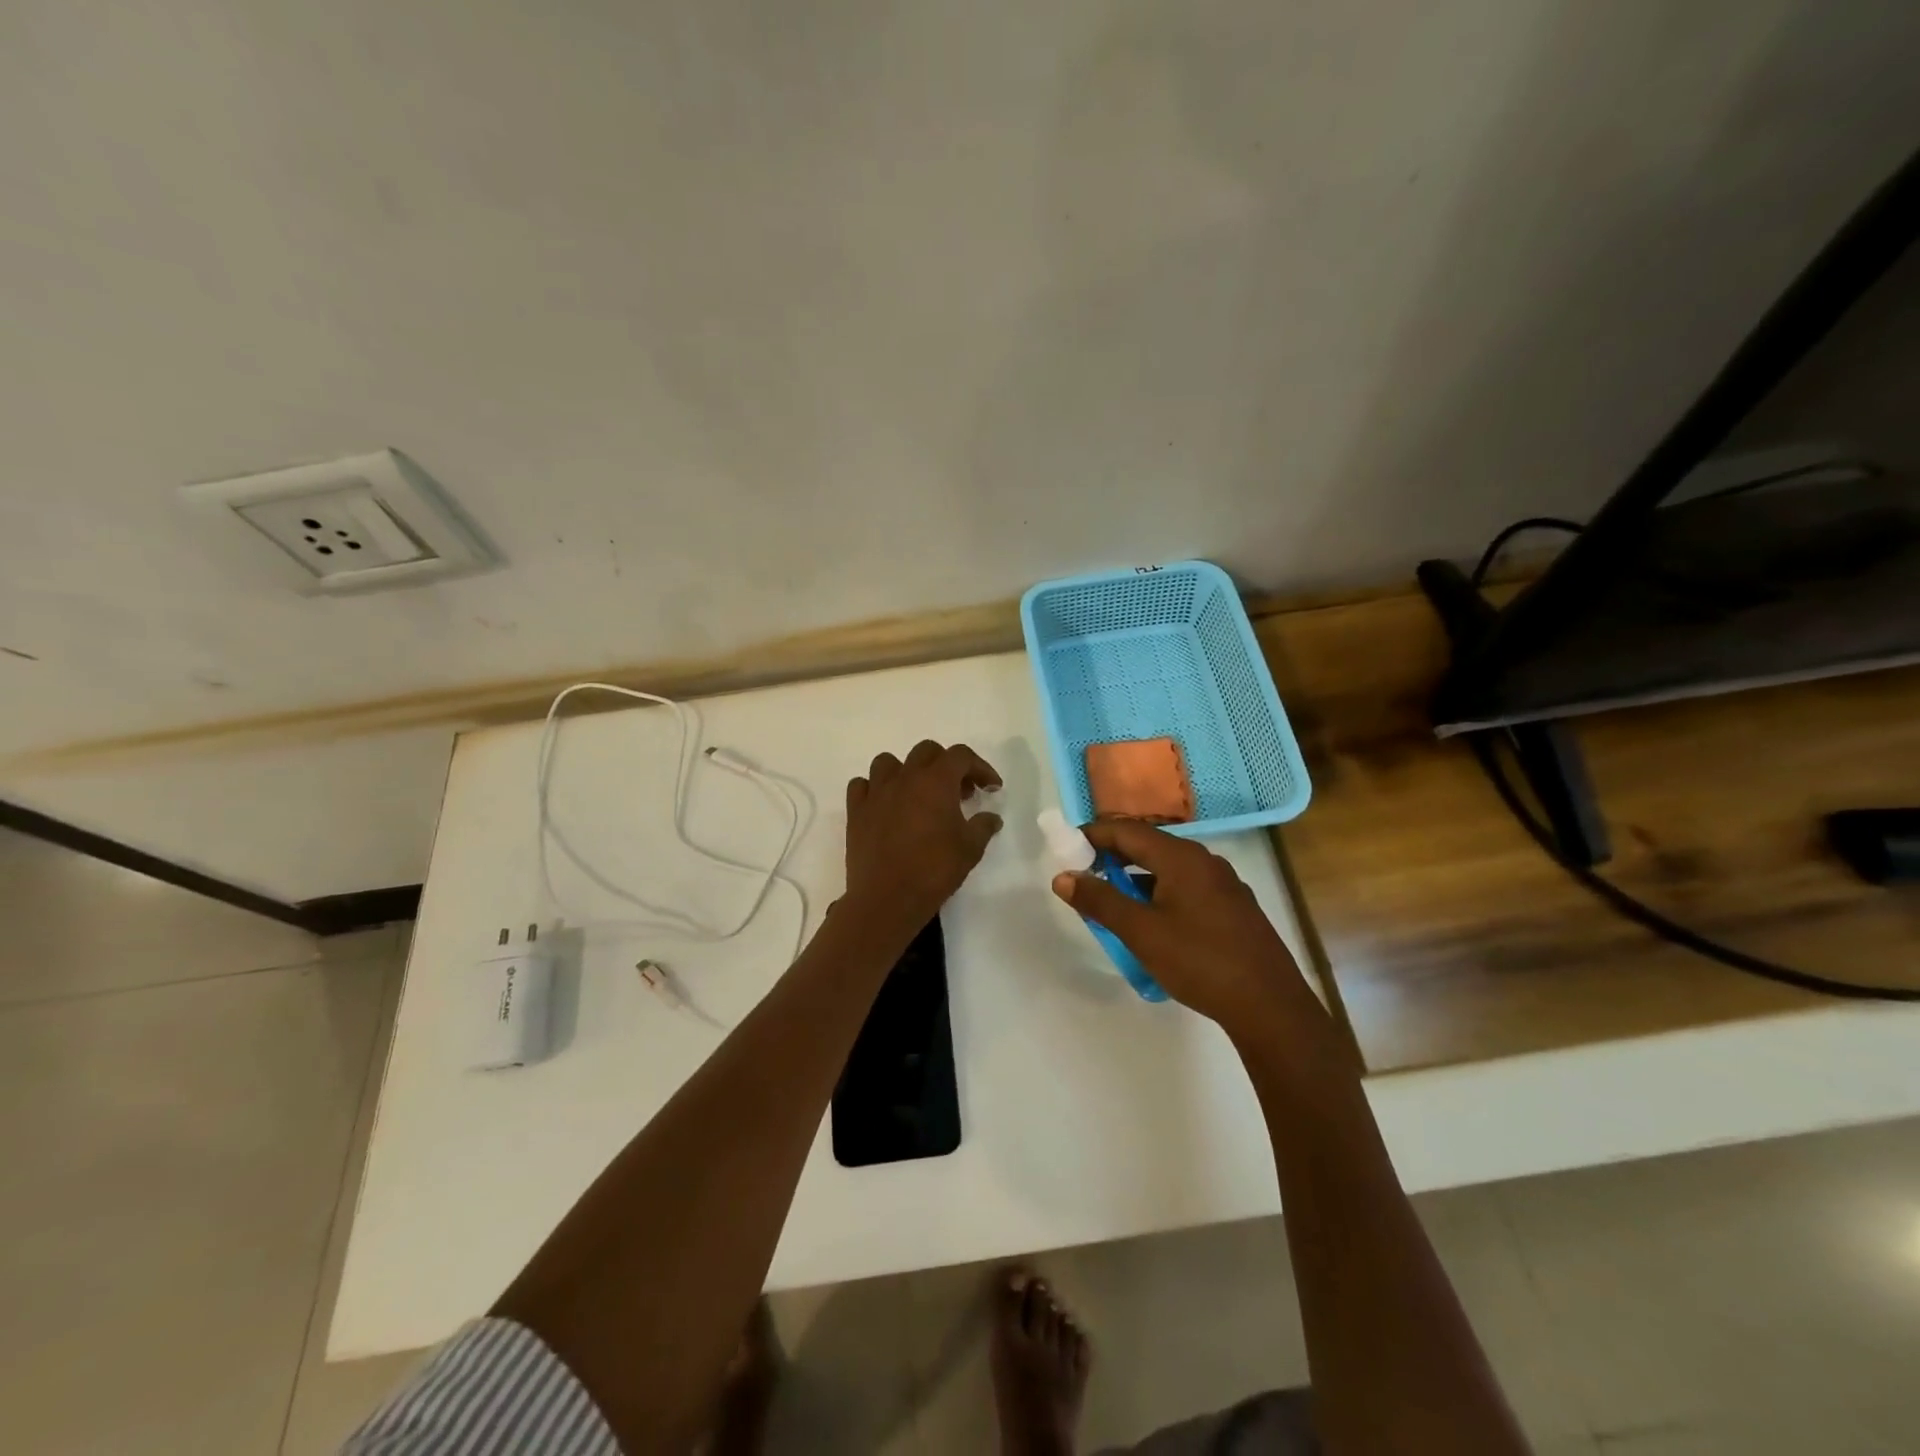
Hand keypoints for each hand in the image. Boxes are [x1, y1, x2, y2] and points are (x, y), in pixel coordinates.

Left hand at [843, 741, 1003, 931]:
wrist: (887, 898)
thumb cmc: (934, 871)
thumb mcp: (970, 849)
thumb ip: (983, 827)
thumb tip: (992, 817)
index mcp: (936, 781)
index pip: (961, 756)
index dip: (980, 767)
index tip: (991, 789)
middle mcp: (905, 778)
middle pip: (926, 751)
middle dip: (946, 765)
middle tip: (959, 793)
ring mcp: (876, 792)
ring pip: (889, 762)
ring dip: (907, 771)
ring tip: (917, 794)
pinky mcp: (856, 811)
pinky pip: (862, 786)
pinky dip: (875, 789)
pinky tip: (885, 806)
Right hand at [1051, 819, 1319, 1033]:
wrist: (1270, 1007)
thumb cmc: (1200, 962)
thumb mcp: (1141, 932)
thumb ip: (1100, 901)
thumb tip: (1063, 877)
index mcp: (1182, 857)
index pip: (1127, 830)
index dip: (1093, 836)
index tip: (1066, 850)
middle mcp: (1205, 861)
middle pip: (1148, 846)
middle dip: (1112, 858)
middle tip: (1083, 877)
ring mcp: (1223, 885)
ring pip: (1167, 870)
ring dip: (1135, 880)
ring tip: (1111, 904)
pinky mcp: (1233, 909)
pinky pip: (1185, 888)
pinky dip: (1158, 894)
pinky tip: (1151, 923)